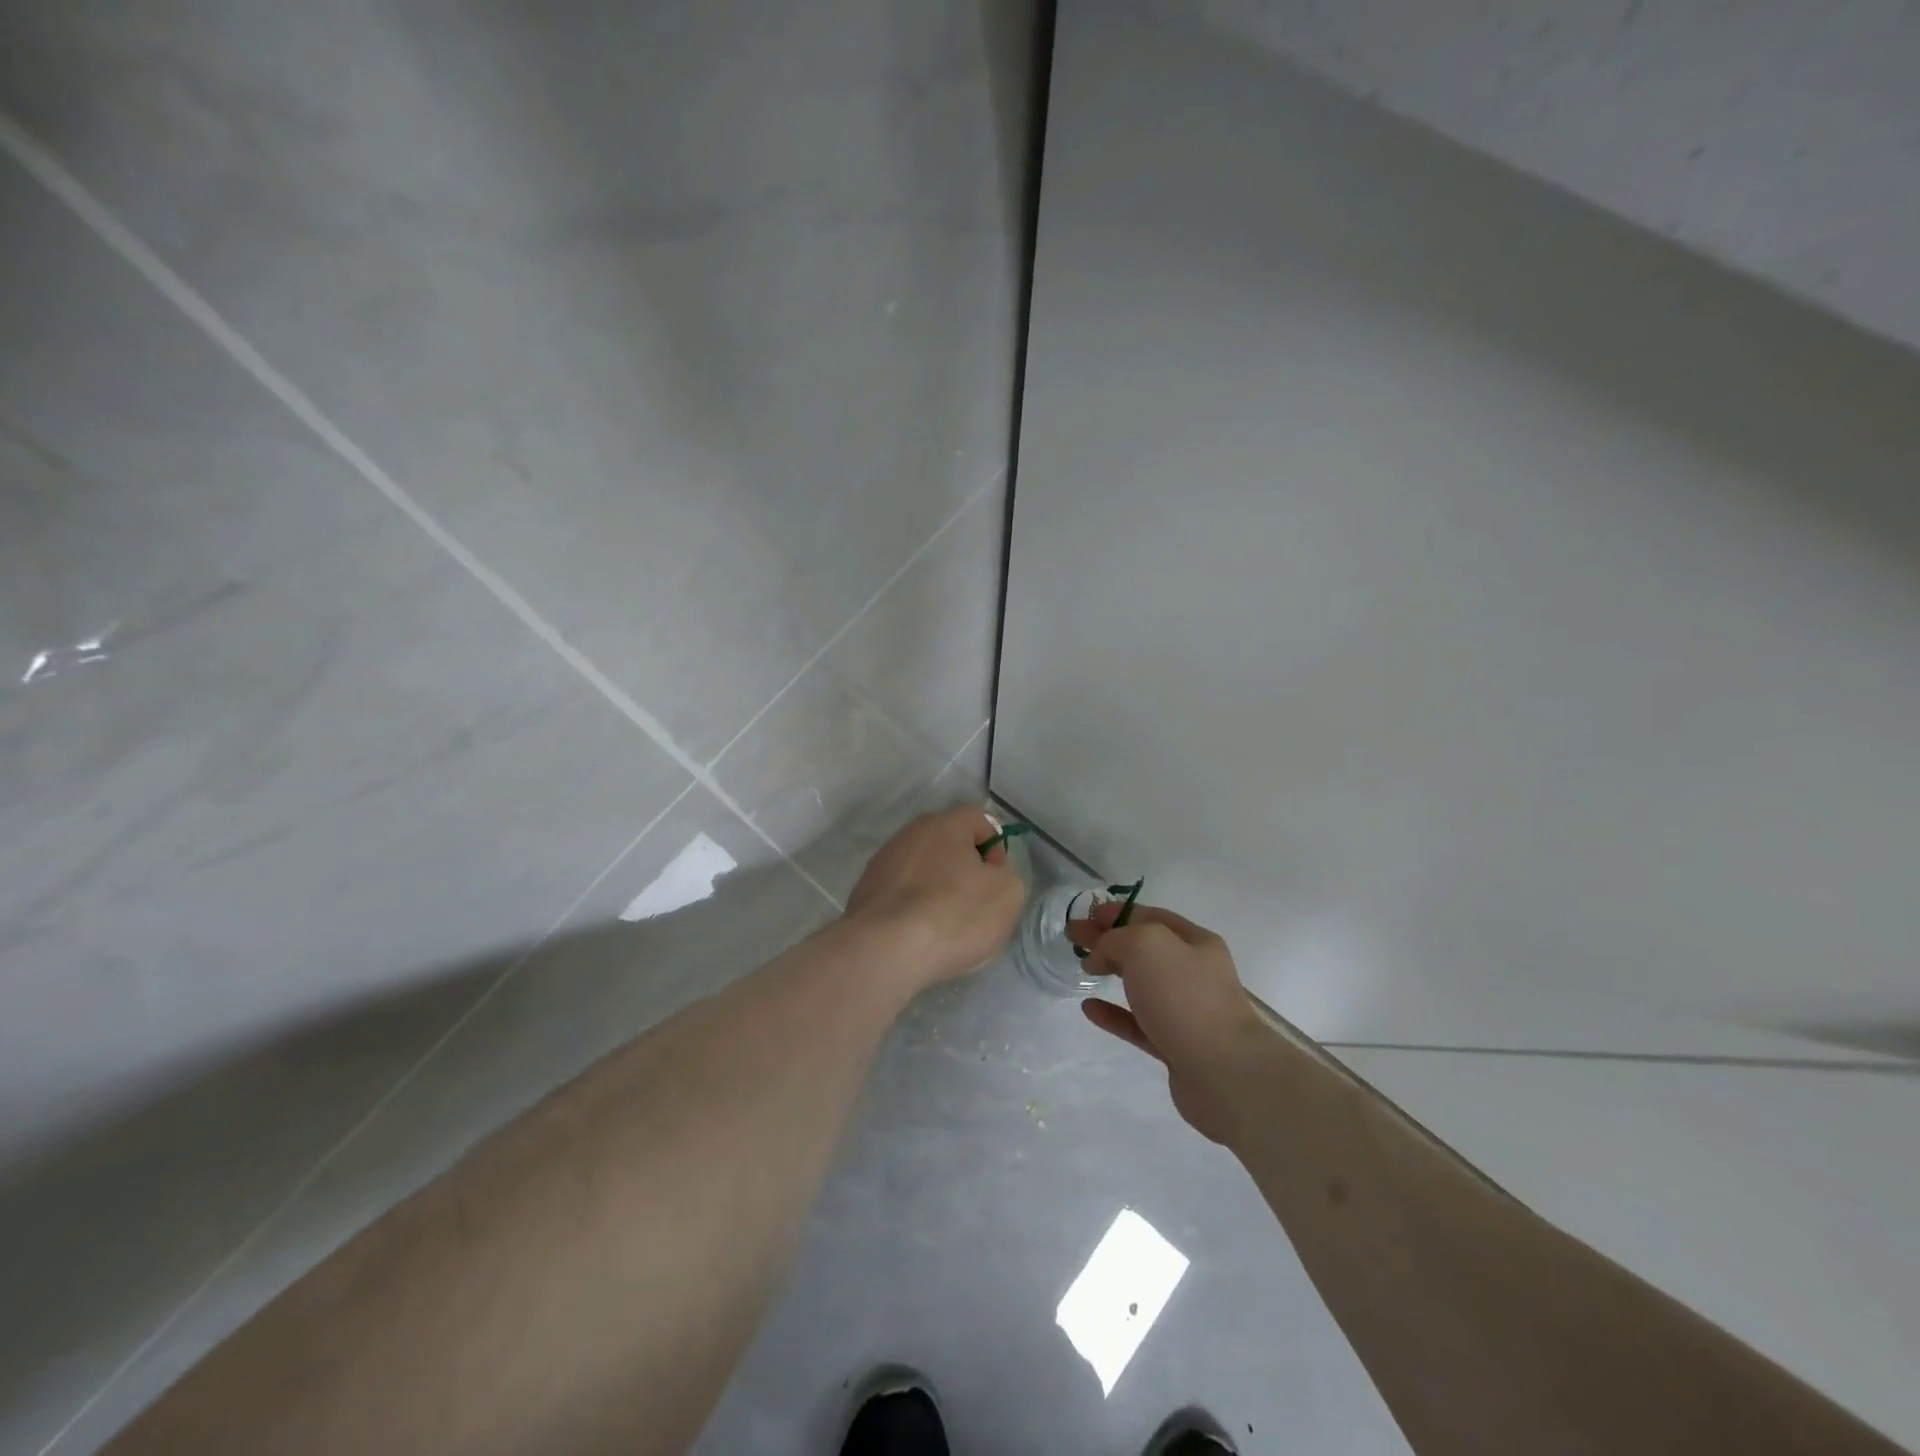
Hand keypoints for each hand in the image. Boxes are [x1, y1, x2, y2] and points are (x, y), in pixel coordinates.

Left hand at [845, 806, 1025, 991]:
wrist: (885, 951)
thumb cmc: (954, 915)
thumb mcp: (1007, 895)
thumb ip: (1004, 875)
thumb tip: (987, 876)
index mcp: (945, 824)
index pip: (979, 820)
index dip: (995, 848)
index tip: (996, 881)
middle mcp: (910, 833)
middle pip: (947, 844)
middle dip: (964, 870)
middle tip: (974, 904)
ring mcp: (883, 861)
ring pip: (922, 869)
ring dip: (936, 889)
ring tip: (944, 926)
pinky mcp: (864, 891)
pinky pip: (900, 893)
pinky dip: (912, 908)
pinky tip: (917, 935)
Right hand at [1070, 903, 1265, 1144]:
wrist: (1224, 1073)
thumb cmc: (1185, 997)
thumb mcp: (1146, 946)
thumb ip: (1115, 940)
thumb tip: (1099, 956)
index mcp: (1194, 942)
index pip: (1150, 917)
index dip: (1117, 912)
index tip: (1086, 914)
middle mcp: (1193, 972)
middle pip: (1143, 948)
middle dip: (1108, 939)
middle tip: (1073, 937)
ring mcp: (1185, 1011)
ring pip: (1141, 984)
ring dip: (1112, 972)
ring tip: (1082, 968)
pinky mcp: (1174, 1045)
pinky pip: (1137, 1023)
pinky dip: (1113, 1013)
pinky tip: (1089, 1008)